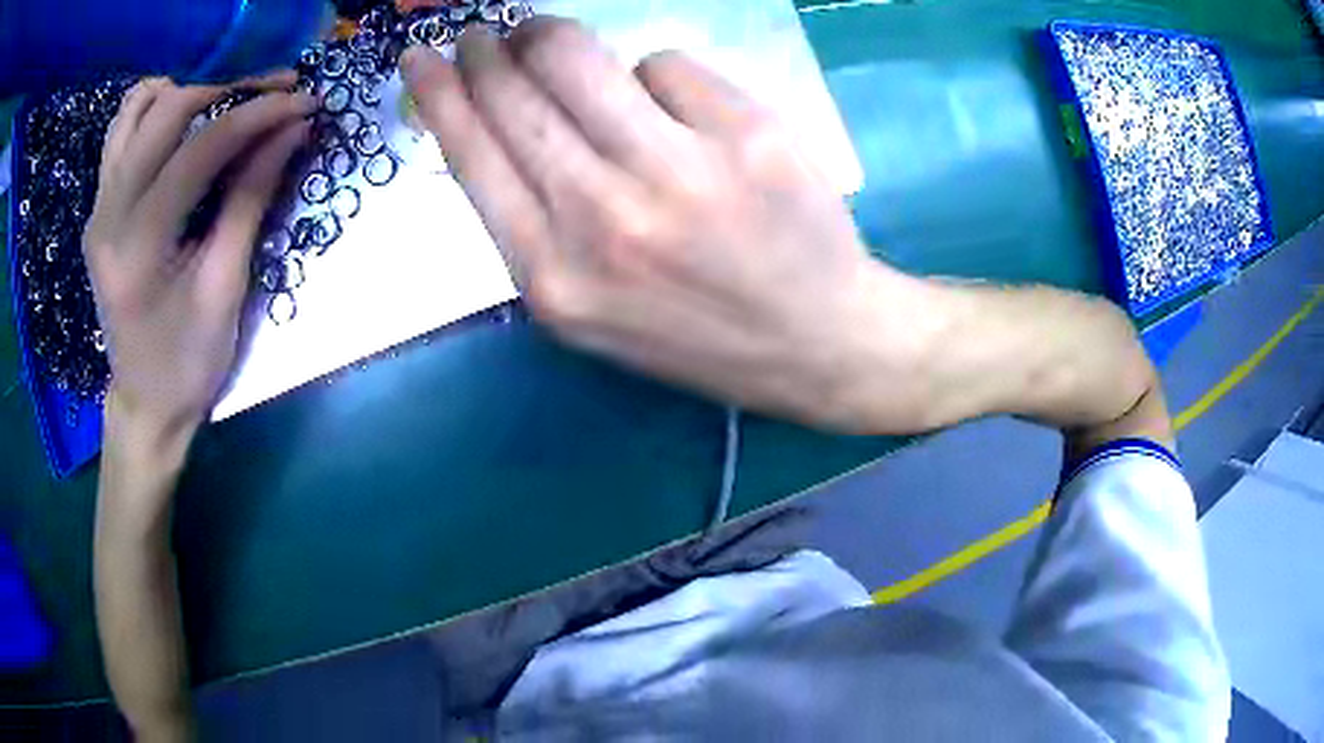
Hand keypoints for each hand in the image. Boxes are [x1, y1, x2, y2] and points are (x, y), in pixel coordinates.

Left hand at [84, 75, 316, 445]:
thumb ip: (251, 198)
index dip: (257, 116)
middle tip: (271, 97)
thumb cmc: (187, 362)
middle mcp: (108, 215)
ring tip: (222, 104)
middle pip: (166, 112)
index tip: (304, 101)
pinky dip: (154, 109)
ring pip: (135, 108)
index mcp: (138, 248)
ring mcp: (98, 207)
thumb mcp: (225, 288)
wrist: (144, 401)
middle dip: (227, 89)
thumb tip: (293, 129)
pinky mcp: (99, 207)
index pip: (199, 151)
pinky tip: (181, 121)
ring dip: (186, 91)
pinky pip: (121, 130)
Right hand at [403, 19, 920, 430]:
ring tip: (547, 40)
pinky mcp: (746, 136)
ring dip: (551, 37)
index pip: (471, 155)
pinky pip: (664, 64)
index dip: (439, 93)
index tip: (421, 57)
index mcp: (553, 275)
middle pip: (517, 95)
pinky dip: (654, 73)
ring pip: (579, 58)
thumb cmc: (696, 332)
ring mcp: (680, 172)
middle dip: (489, 50)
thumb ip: (532, 225)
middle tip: (486, 33)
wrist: (816, 344)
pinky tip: (669, 104)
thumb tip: (494, 127)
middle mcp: (604, 219)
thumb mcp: (589, 309)